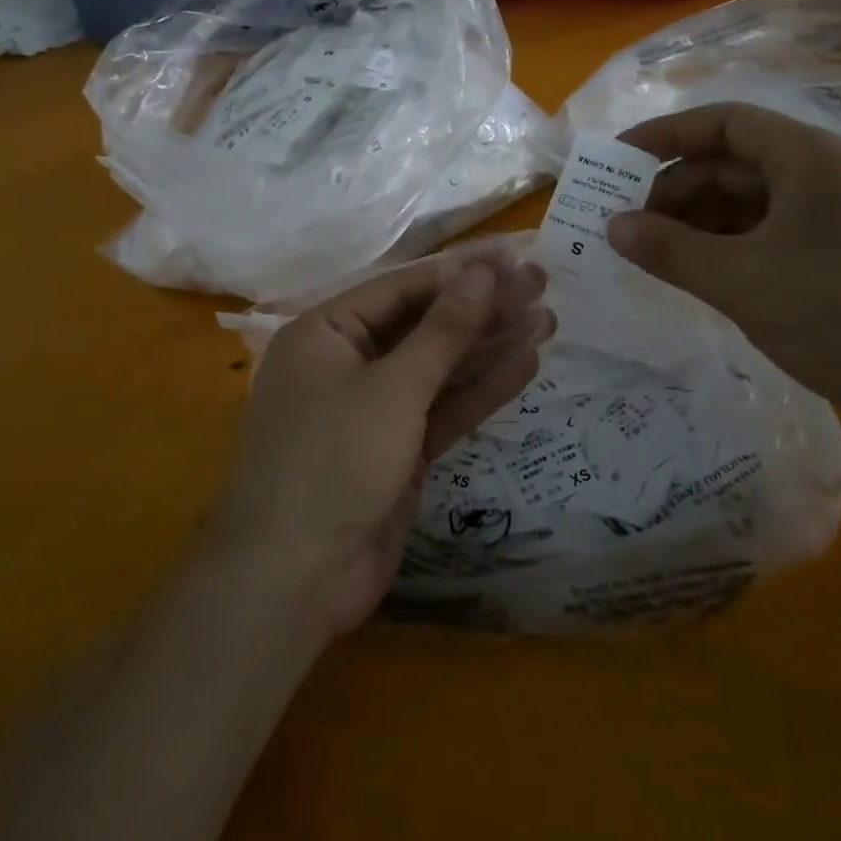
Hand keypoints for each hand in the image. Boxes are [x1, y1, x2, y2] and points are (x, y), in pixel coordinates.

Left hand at [203, 249, 552, 636]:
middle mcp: (348, 363)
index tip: (513, 260)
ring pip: (439, 367)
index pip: (402, 288)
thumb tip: (483, 272)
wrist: (293, 581)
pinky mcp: (397, 450)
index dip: (460, 273)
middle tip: (542, 287)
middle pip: (424, 325)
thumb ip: (443, 330)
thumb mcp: (392, 388)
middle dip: (481, 309)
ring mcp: (374, 409)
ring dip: (489, 346)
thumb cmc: (332, 461)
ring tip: (547, 319)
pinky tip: (525, 364)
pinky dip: (480, 390)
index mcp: (327, 333)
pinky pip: (442, 408)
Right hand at [607, 103, 840, 463]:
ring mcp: (836, 219)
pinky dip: (726, 248)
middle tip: (627, 227)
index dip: (665, 135)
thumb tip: (611, 226)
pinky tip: (695, 274)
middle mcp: (826, 176)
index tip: (616, 160)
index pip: (724, 123)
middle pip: (733, 164)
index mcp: (811, 158)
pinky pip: (767, 235)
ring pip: (748, 203)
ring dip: (696, 224)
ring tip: (652, 255)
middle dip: (675, 191)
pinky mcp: (840, 258)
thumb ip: (668, 249)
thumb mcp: (741, 281)